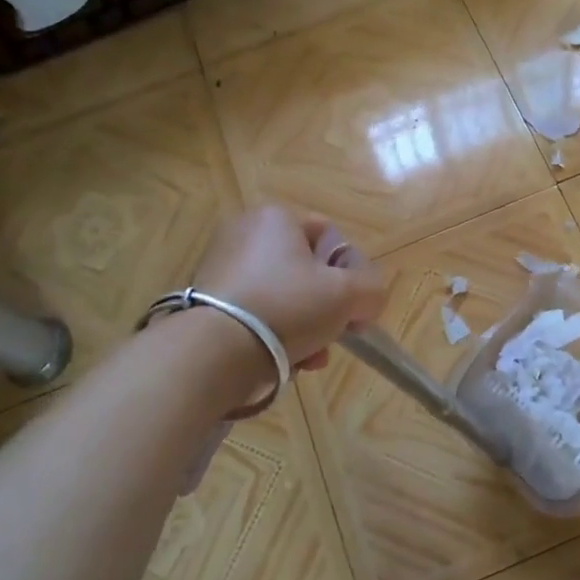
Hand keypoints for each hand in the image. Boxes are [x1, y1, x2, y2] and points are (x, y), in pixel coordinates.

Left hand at [189, 205, 387, 372]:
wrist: (213, 351)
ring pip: (283, 296)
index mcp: (277, 218)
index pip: (331, 237)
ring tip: (311, 358)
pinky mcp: (206, 300)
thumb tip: (367, 299)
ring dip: (306, 327)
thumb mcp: (348, 295)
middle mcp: (245, 232)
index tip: (355, 309)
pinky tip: (287, 361)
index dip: (352, 273)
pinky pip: (256, 313)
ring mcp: (221, 267)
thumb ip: (372, 289)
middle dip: (327, 308)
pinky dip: (275, 334)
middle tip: (336, 336)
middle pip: (307, 271)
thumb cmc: (288, 307)